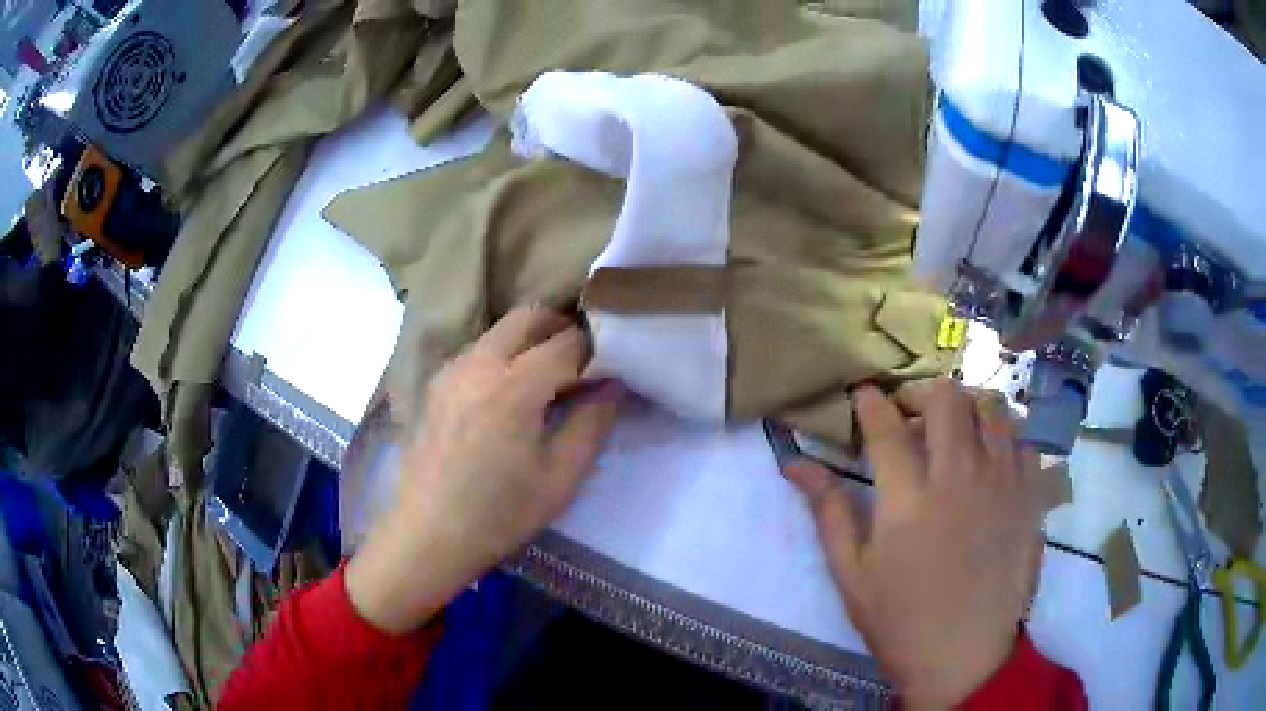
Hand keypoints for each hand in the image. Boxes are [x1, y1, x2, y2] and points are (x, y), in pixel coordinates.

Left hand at [347, 307, 623, 633]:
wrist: (428, 536)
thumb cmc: (500, 515)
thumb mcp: (561, 477)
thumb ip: (592, 422)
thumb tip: (613, 383)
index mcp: (513, 386)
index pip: (567, 343)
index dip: (597, 349)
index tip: (613, 367)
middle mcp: (478, 363)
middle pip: (529, 317)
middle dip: (562, 328)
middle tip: (584, 361)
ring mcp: (451, 370)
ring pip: (500, 330)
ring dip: (531, 340)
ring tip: (550, 379)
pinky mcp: (436, 385)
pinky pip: (478, 351)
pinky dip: (504, 355)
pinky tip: (510, 394)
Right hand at [785, 379, 1042, 707]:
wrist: (966, 656)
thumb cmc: (901, 622)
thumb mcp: (852, 575)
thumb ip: (829, 512)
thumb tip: (795, 463)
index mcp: (908, 503)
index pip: (887, 426)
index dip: (871, 402)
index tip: (864, 396)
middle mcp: (960, 479)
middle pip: (946, 398)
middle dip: (921, 392)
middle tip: (910, 413)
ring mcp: (1002, 483)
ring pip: (991, 407)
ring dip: (966, 407)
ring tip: (954, 430)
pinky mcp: (1030, 495)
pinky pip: (1021, 439)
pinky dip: (1002, 435)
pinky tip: (989, 458)